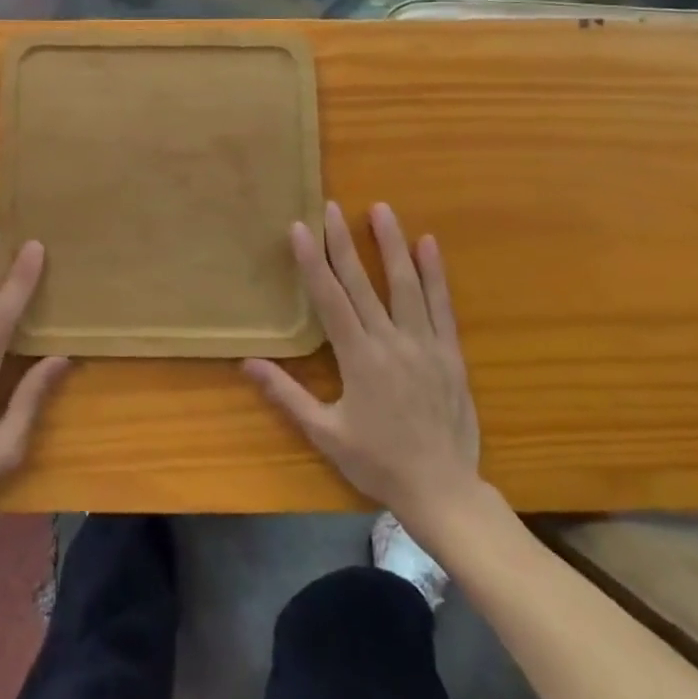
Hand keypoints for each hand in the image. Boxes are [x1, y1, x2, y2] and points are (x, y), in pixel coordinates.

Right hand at [244, 201, 482, 547]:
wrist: (444, 492)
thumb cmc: (377, 462)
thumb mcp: (325, 433)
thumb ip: (286, 394)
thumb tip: (246, 363)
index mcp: (358, 359)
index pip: (330, 299)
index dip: (313, 262)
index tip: (300, 228)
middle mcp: (391, 343)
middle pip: (363, 283)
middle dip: (345, 242)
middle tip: (332, 206)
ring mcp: (425, 346)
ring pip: (407, 285)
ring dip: (392, 245)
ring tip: (382, 209)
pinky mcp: (451, 354)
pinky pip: (442, 307)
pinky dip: (435, 274)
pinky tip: (429, 245)